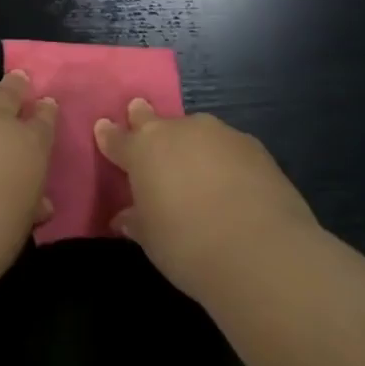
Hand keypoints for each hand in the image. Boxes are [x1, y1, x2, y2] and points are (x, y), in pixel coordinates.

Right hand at [94, 99, 316, 297]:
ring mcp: (217, 133)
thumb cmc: (188, 247)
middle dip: (143, 117)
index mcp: (143, 150)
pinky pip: (227, 146)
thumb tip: (125, 217)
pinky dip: (223, 158)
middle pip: (153, 119)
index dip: (109, 135)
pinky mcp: (252, 145)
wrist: (261, 252)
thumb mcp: (152, 241)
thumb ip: (136, 221)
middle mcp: (177, 131)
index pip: (117, 138)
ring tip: (196, 168)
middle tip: (139, 113)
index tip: (103, 128)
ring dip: (190, 143)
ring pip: (194, 131)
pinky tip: (233, 182)